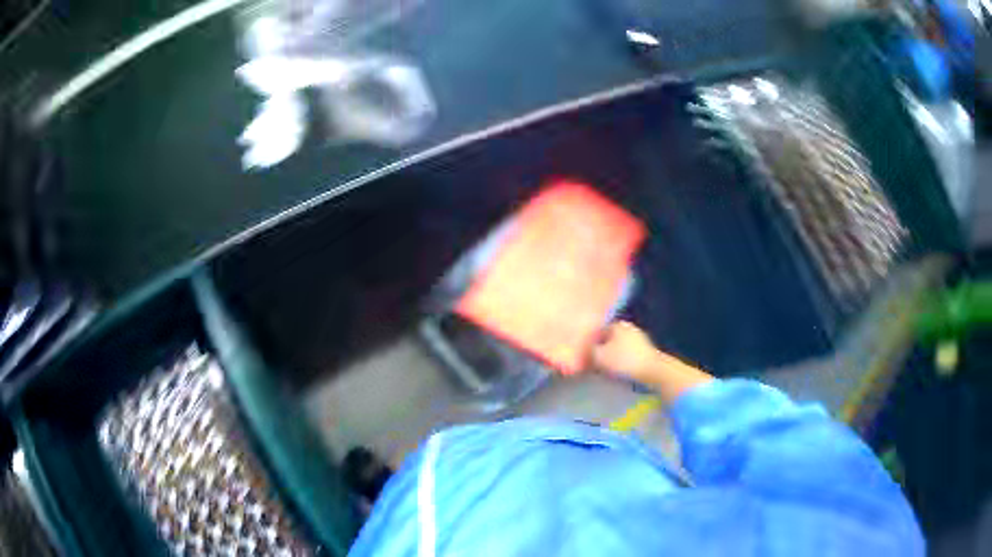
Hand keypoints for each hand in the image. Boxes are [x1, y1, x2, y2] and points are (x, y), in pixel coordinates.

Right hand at [589, 321, 712, 403]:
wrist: (654, 372)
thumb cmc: (624, 361)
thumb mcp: (598, 357)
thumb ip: (586, 351)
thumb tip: (579, 350)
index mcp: (616, 324)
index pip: (596, 330)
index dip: (587, 343)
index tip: (581, 355)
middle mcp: (628, 327)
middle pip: (607, 338)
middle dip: (599, 349)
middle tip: (590, 363)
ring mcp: (639, 338)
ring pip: (617, 347)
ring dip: (610, 356)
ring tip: (603, 369)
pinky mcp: (646, 351)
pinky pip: (627, 354)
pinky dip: (621, 361)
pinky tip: (618, 371)